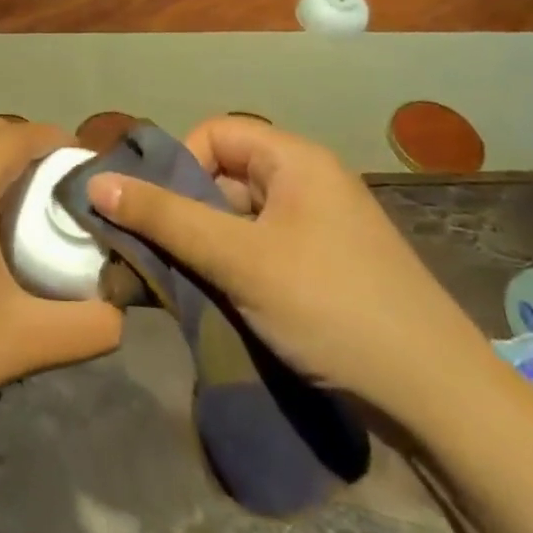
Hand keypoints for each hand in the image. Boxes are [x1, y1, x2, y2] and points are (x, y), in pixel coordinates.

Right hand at [85, 115, 487, 421]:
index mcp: (295, 161)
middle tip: (151, 251)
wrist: (437, 399)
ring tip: (175, 281)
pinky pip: (257, 248)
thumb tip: (95, 183)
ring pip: (235, 217)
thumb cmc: (331, 307)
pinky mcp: (321, 267)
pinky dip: (227, 266)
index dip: (177, 165)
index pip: (213, 134)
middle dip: (181, 210)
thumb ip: (164, 218)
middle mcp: (307, 183)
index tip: (155, 212)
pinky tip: (210, 298)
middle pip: (221, 175)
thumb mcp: (237, 259)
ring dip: (200, 243)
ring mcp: (317, 228)